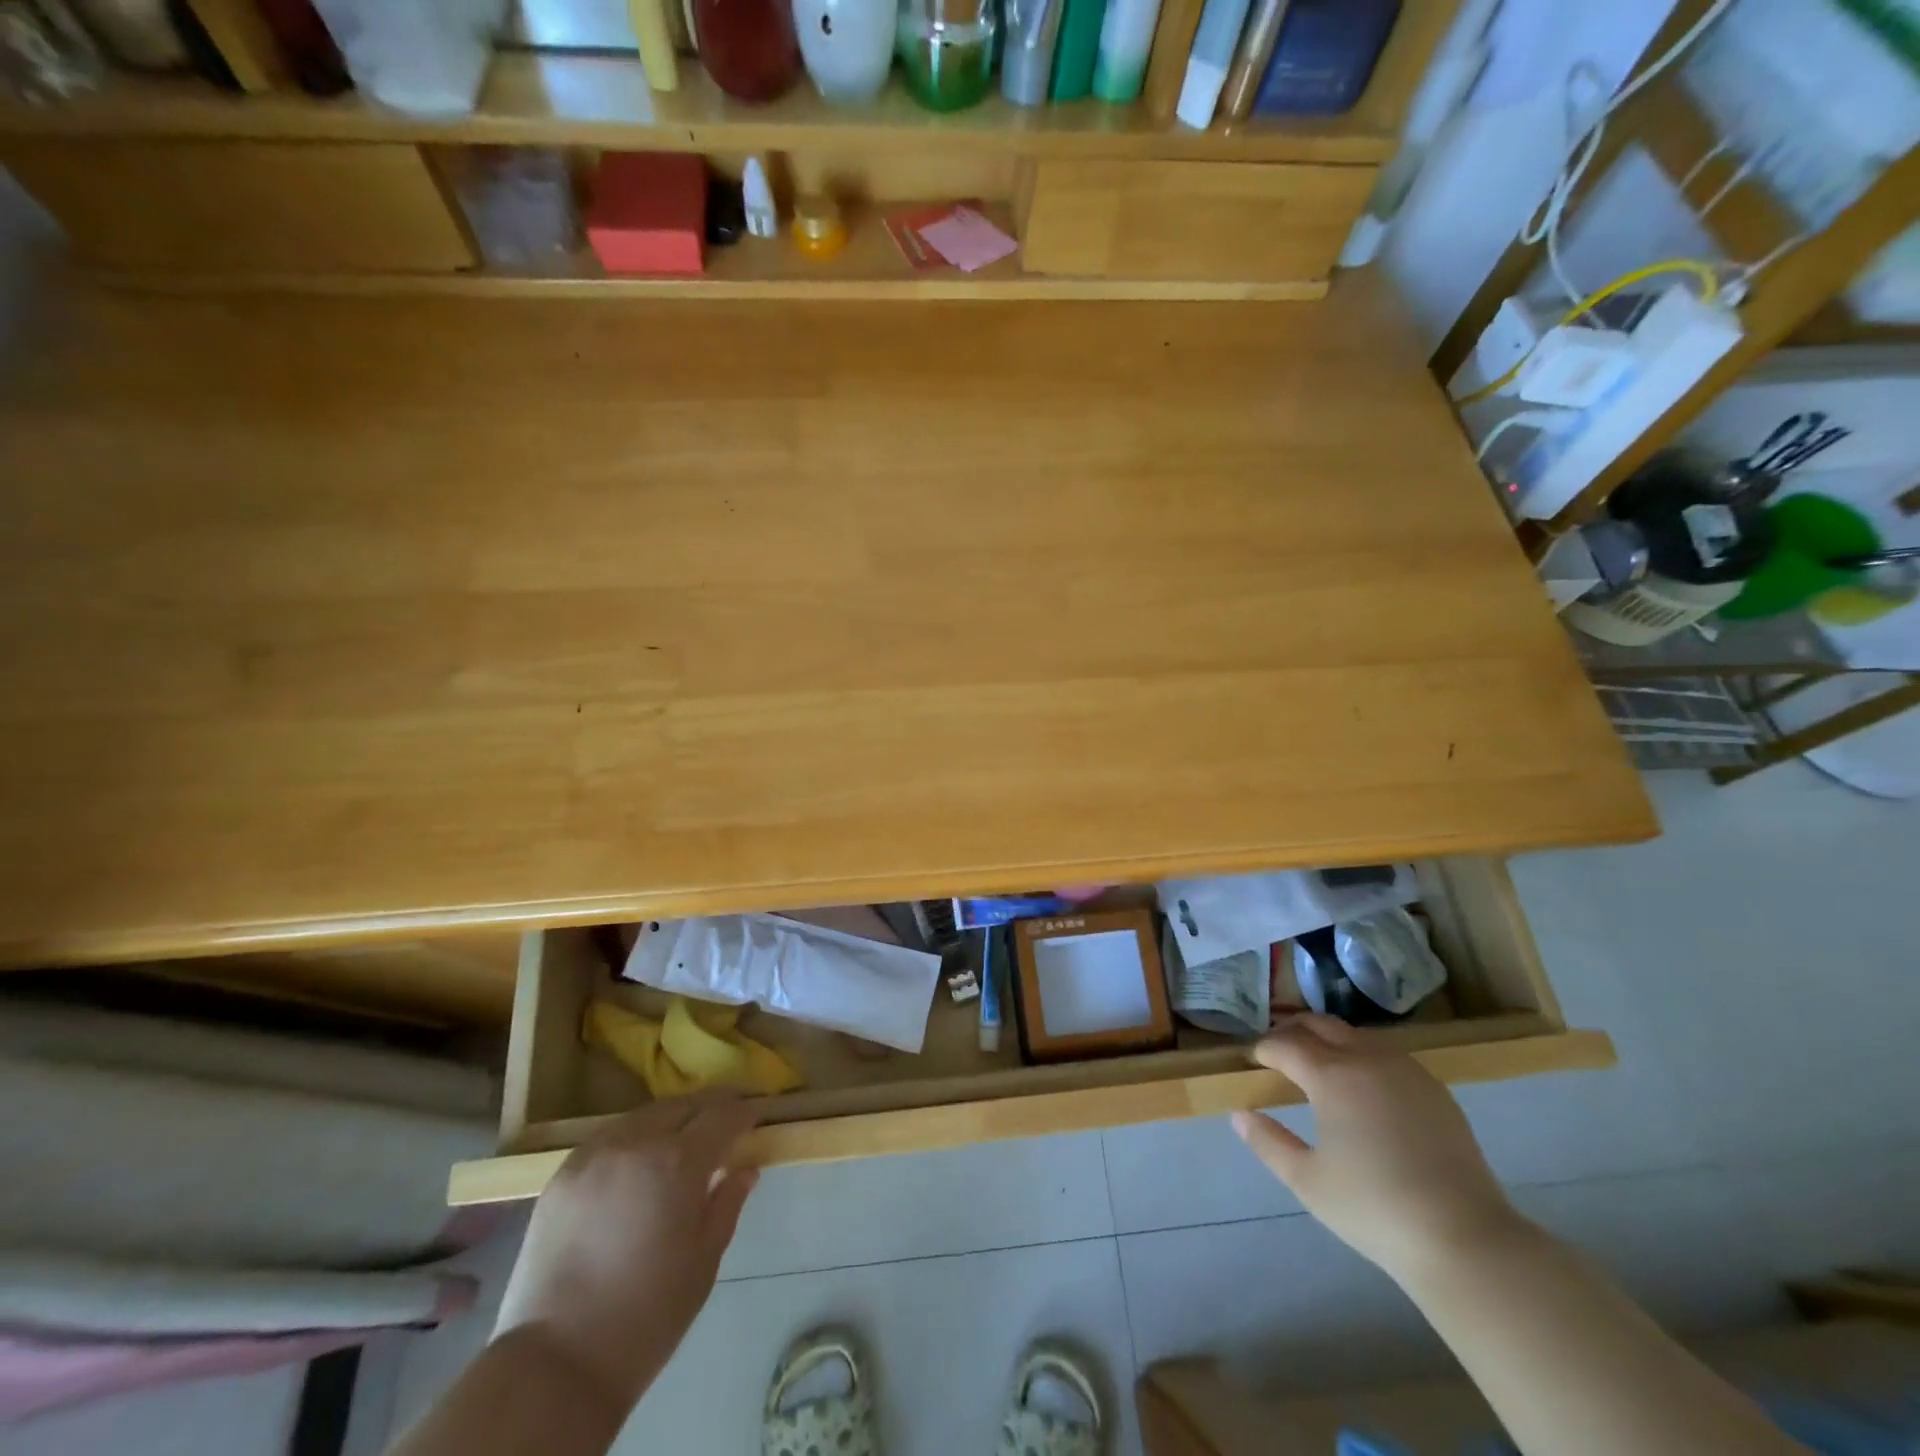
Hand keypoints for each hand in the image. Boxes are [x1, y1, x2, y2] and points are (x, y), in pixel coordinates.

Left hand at [492, 1096, 759, 1416]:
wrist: (555, 1363)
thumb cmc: (647, 1316)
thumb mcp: (704, 1261)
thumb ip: (727, 1204)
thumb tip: (745, 1169)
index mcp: (680, 1162)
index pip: (724, 1115)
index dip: (745, 1112)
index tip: (757, 1116)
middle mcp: (638, 1142)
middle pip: (683, 1105)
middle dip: (709, 1109)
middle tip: (724, 1124)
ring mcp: (595, 1153)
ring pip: (644, 1115)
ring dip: (670, 1120)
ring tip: (681, 1139)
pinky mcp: (562, 1173)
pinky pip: (609, 1137)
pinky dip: (633, 1138)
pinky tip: (637, 1161)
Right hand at [1231, 1016, 1521, 1281]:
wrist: (1463, 1238)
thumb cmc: (1374, 1209)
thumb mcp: (1307, 1181)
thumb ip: (1268, 1142)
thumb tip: (1240, 1114)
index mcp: (1331, 1076)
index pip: (1285, 1044)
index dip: (1264, 1048)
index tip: (1252, 1059)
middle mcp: (1367, 1059)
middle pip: (1320, 1025)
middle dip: (1293, 1032)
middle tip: (1278, 1052)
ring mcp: (1406, 1070)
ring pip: (1356, 1035)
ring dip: (1330, 1040)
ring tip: (1317, 1064)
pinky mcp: (1434, 1089)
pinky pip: (1388, 1054)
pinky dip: (1363, 1056)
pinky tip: (1363, 1085)